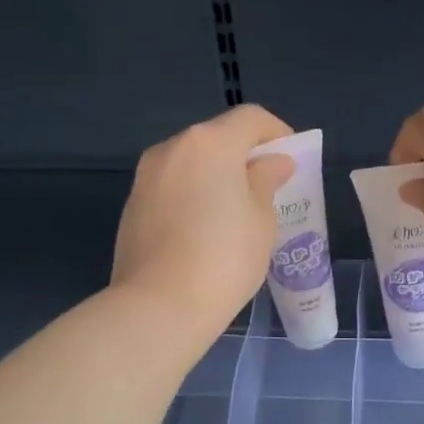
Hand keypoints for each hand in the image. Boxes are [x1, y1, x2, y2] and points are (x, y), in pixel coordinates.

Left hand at [112, 105, 295, 347]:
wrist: (159, 306)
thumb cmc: (225, 258)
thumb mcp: (262, 219)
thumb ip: (266, 181)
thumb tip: (272, 163)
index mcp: (210, 143)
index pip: (250, 118)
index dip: (277, 132)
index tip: (292, 159)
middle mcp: (172, 149)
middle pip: (216, 138)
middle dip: (244, 155)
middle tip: (266, 187)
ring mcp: (146, 177)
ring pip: (190, 163)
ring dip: (215, 176)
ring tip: (235, 212)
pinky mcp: (132, 206)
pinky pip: (171, 188)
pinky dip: (192, 195)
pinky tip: (203, 230)